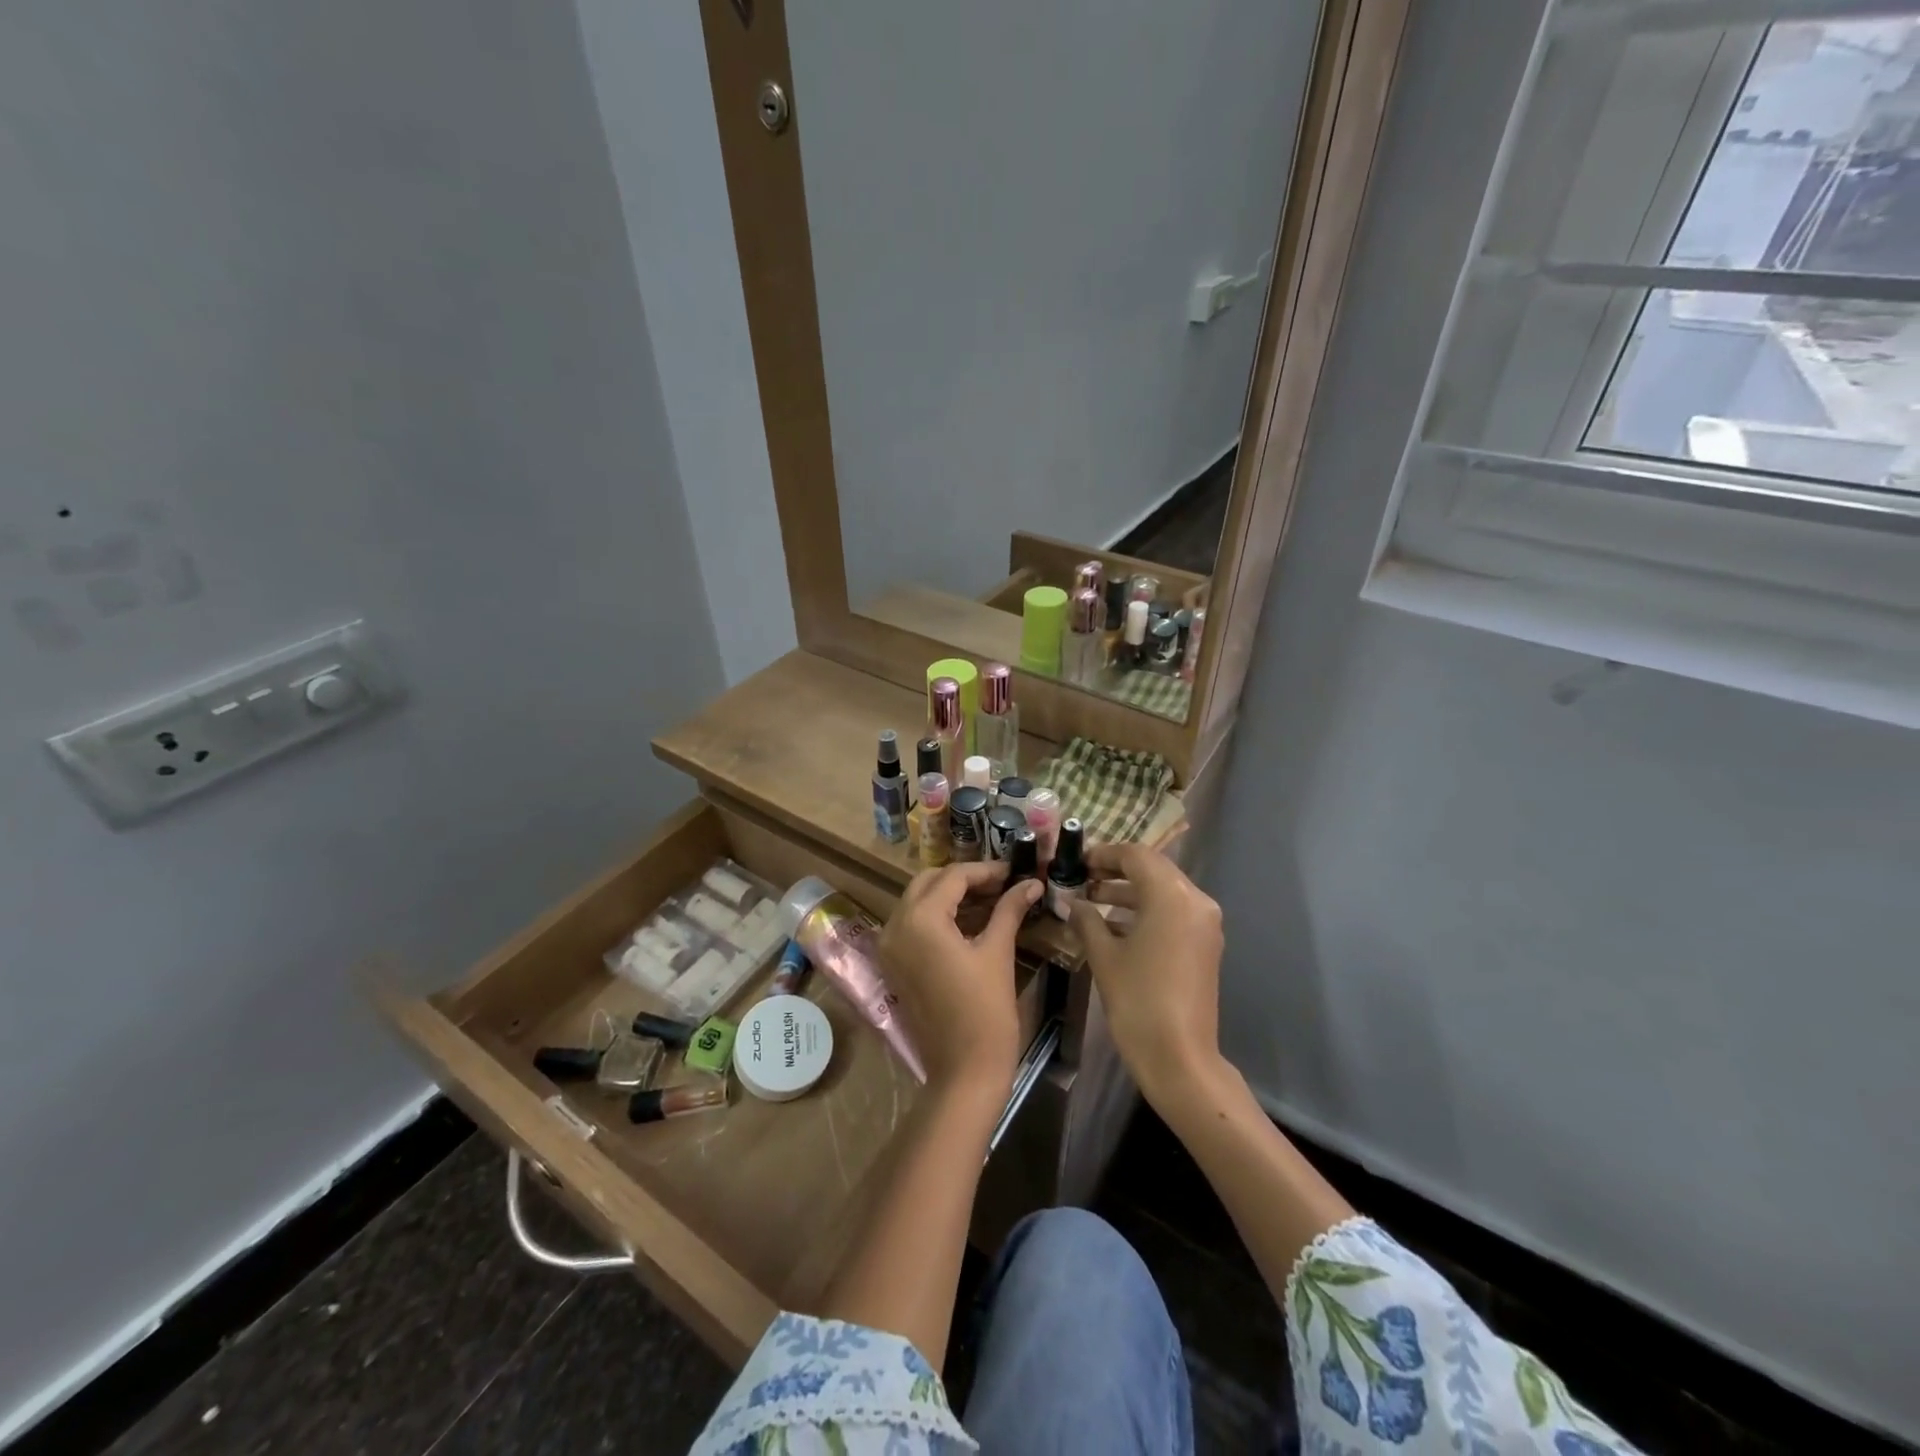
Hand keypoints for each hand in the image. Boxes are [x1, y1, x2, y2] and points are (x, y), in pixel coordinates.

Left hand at [878, 861, 1042, 1095]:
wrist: (964, 1071)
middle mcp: (895, 926)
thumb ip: (1010, 910)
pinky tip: (969, 922)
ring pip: (918, 901)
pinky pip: (912, 925)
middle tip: (1001, 885)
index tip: (1014, 872)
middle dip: (964, 879)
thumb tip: (1032, 883)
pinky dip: (937, 916)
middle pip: (929, 882)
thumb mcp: (997, 953)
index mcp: (920, 919)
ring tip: (991, 900)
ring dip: (950, 896)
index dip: (986, 870)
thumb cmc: (985, 1011)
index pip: (953, 876)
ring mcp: (889, 947)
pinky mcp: (893, 965)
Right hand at [1066, 842, 1224, 1107]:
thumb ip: (1087, 919)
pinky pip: (1172, 913)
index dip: (1104, 854)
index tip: (1078, 862)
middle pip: (1153, 870)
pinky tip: (1113, 925)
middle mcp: (1196, 901)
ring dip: (1129, 892)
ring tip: (1091, 900)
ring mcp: (1204, 924)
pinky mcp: (1204, 945)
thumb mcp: (1104, 955)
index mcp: (1172, 896)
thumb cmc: (1138, 1000)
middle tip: (1082, 878)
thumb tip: (1072, 902)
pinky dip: (1145, 911)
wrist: (1179, 1058)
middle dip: (1116, 871)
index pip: (1136, 856)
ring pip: (1163, 891)